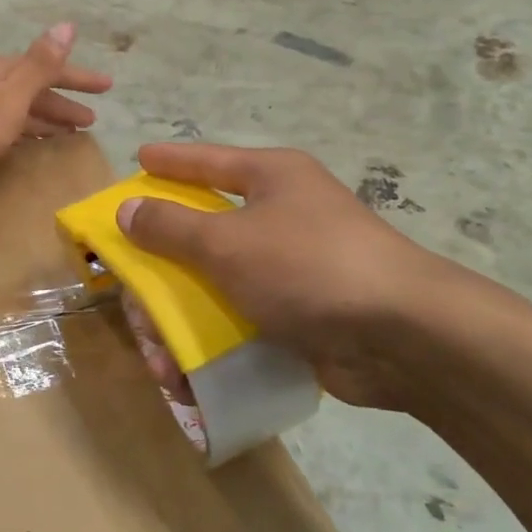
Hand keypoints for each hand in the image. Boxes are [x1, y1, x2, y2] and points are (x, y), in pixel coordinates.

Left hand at [0, 23, 112, 191]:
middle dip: (64, 101)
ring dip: (46, 117)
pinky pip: (5, 123)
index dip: (79, 78)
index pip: (49, 69)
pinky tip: (30, 143)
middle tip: (92, 119)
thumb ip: (40, 64)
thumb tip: (67, 24)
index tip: (108, 87)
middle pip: (34, 88)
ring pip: (19, 107)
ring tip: (71, 132)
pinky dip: (25, 130)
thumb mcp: (9, 97)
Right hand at [116, 143, 481, 409]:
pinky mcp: (298, 312)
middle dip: (161, 270)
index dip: (169, 161)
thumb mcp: (228, 242)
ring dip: (180, 320)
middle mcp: (280, 214)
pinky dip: (212, 342)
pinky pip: (239, 318)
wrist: (403, 336)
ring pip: (216, 283)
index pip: (207, 161)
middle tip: (131, 294)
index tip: (138, 157)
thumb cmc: (308, 266)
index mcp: (269, 178)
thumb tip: (128, 209)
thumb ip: (171, 227)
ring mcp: (290, 266)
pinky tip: (188, 374)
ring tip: (160, 359)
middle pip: (202, 231)